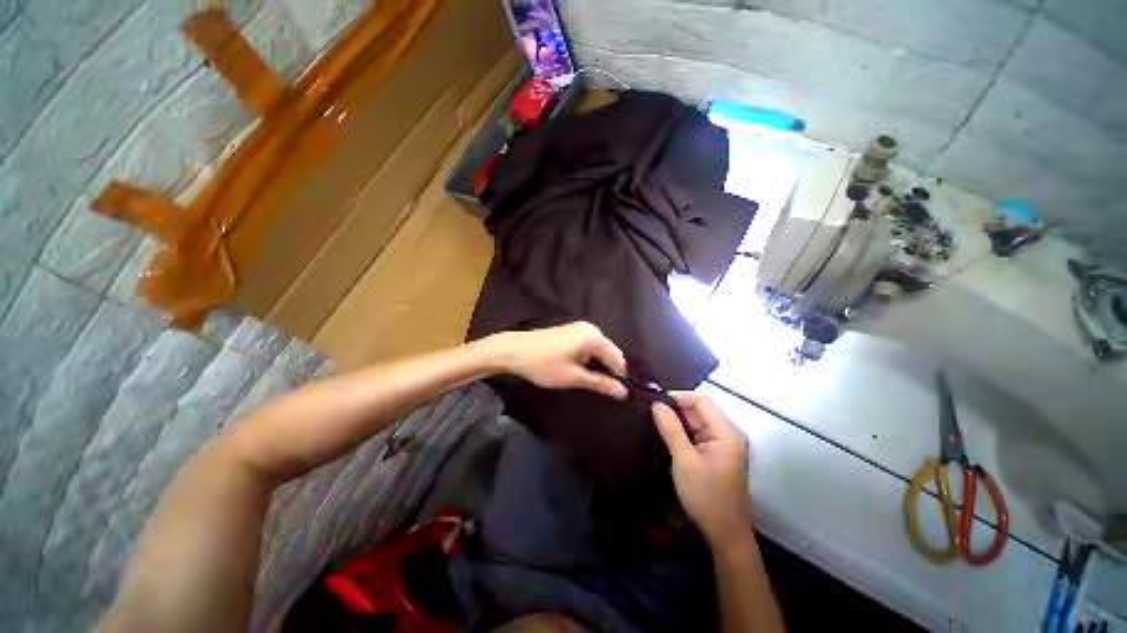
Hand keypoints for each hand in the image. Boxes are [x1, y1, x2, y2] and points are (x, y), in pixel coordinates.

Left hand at [489, 322, 628, 398]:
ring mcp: (580, 328)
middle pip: (609, 352)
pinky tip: (581, 370)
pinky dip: (589, 358)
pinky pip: (589, 346)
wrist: (514, 351)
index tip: (618, 394)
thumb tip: (624, 392)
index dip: (620, 377)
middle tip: (604, 390)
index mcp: (594, 337)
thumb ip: (600, 383)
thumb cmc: (544, 365)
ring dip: (598, 365)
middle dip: (609, 370)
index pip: (618, 358)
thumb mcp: (574, 378)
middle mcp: (590, 329)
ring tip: (593, 382)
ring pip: (599, 350)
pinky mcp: (570, 331)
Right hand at [652, 393, 753, 547]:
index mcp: (727, 433)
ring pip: (699, 421)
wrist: (725, 534)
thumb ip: (671, 429)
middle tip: (651, 412)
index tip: (655, 402)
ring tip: (655, 421)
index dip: (679, 397)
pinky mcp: (718, 454)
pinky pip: (699, 434)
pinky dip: (684, 432)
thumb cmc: (706, 496)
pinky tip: (668, 435)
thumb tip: (656, 404)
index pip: (702, 401)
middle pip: (701, 410)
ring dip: (679, 420)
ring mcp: (725, 444)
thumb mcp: (684, 461)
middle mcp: (729, 434)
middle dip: (677, 409)